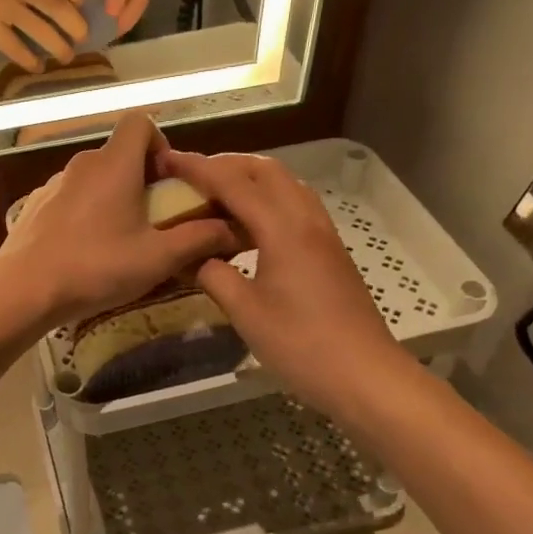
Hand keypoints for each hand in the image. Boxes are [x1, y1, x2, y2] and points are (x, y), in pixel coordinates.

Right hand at [0, 0, 86, 69]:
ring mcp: (2, 4)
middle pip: (60, 9)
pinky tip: (37, 66)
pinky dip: (30, 60)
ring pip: (42, 32)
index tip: (83, 10)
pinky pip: (16, 48)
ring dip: (59, 49)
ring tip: (65, 57)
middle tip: (83, 39)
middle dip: (77, 28)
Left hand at [0, 115, 240, 328]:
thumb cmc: (96, 266)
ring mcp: (54, 183)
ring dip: (111, 196)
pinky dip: (83, 211)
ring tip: (118, 239)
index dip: (160, 142)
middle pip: (119, 153)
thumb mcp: (157, 258)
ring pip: (93, 177)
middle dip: (141, 178)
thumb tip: (232, 228)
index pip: (140, 122)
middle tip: (152, 218)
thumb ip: (198, 239)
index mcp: (115, 164)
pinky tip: (83, 249)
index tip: (168, 181)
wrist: (23, 288)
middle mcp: (83, 163)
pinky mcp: (34, 205)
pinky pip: (70, 197)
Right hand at [160, 150, 409, 414]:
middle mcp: (306, 220)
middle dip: (228, 164)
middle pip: (266, 170)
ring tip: (217, 196)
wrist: (365, 375)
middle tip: (193, 176)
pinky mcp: (330, 252)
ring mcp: (323, 235)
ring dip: (251, 179)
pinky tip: (248, 226)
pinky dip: (268, 201)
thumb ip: (215, 276)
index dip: (198, 168)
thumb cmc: (301, 345)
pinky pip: (296, 207)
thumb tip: (195, 258)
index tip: (168, 158)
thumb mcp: (246, 312)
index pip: (234, 183)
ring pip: (286, 185)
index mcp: (283, 229)